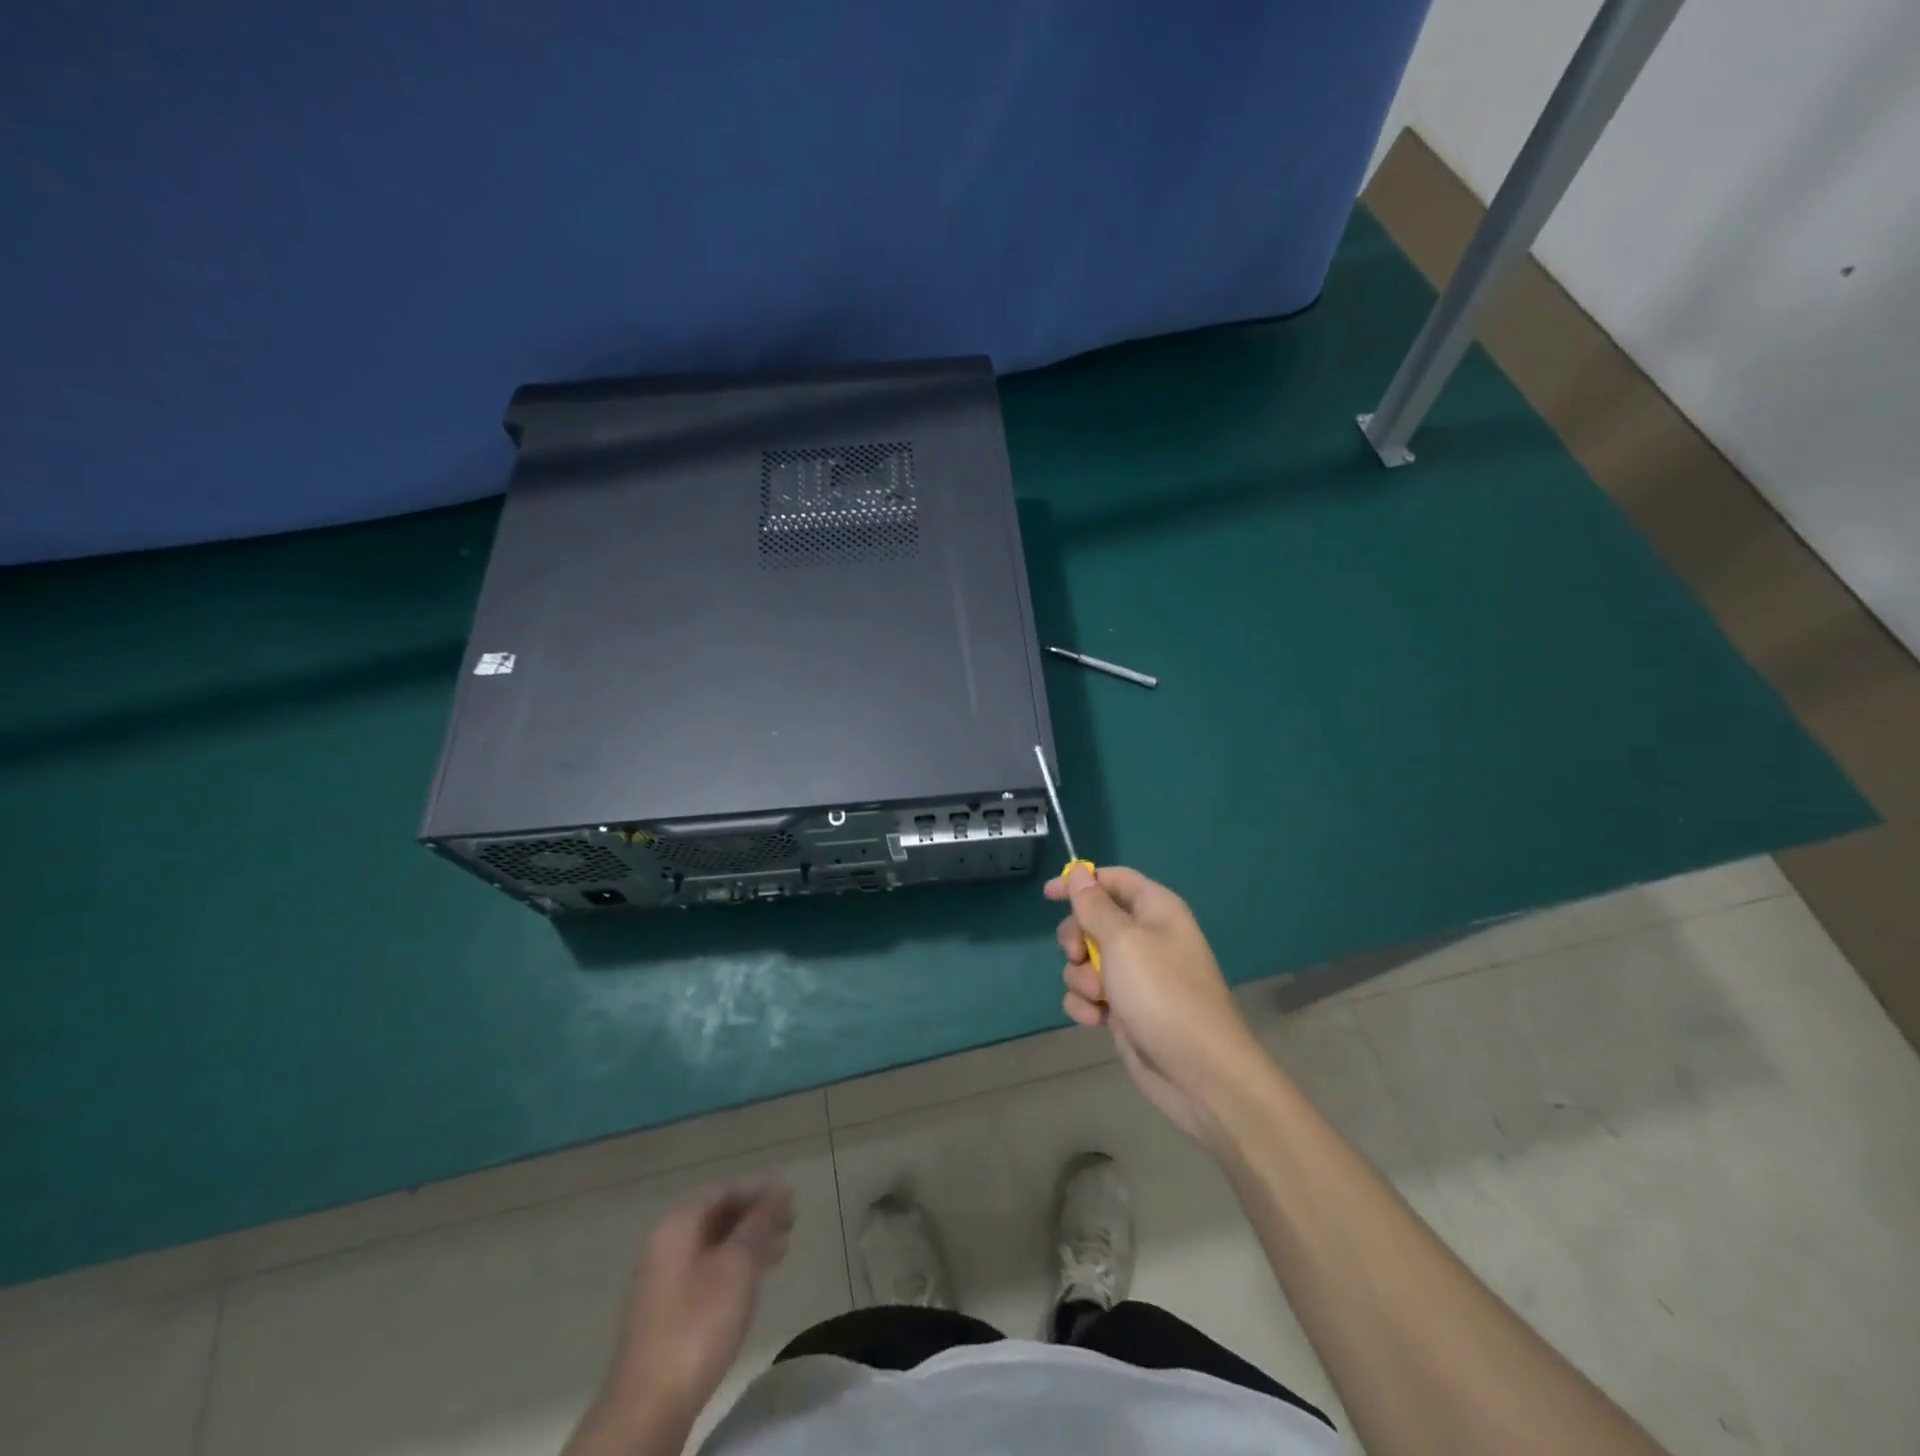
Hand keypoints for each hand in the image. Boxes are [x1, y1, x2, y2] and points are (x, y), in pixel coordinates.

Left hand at [594, 1184, 792, 1442]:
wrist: (649, 1406)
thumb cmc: (698, 1324)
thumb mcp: (738, 1266)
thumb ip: (760, 1223)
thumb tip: (779, 1189)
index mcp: (678, 1223)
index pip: (725, 1190)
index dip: (760, 1192)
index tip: (792, 1203)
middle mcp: (665, 1243)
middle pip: (717, 1216)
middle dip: (755, 1219)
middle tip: (791, 1229)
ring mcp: (661, 1278)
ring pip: (713, 1246)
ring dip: (747, 1245)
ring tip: (780, 1254)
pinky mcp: (665, 1311)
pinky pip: (705, 1271)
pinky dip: (732, 1268)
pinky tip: (751, 1284)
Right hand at [1046, 865, 1265, 1149]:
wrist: (1199, 1072)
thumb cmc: (1161, 994)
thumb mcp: (1122, 941)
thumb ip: (1094, 906)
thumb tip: (1079, 871)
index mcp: (1155, 909)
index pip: (1113, 879)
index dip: (1080, 882)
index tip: (1048, 895)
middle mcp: (1146, 937)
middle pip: (1093, 920)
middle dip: (1076, 939)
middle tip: (1077, 955)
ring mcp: (1136, 976)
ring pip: (1086, 960)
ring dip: (1081, 977)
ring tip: (1098, 996)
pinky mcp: (1126, 1009)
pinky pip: (1091, 994)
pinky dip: (1087, 1004)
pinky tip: (1096, 1020)